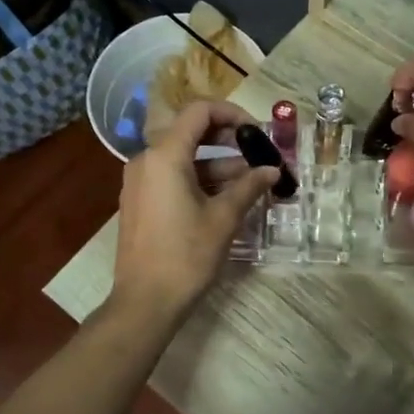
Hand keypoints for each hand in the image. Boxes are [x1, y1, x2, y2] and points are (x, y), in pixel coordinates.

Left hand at [111, 101, 277, 322]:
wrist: (145, 301)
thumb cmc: (186, 255)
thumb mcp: (224, 218)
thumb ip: (249, 186)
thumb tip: (273, 170)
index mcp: (164, 156)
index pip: (199, 112)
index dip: (232, 114)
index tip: (257, 131)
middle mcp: (146, 160)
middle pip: (191, 132)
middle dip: (228, 140)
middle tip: (259, 153)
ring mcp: (140, 182)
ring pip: (184, 158)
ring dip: (218, 165)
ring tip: (252, 181)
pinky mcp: (141, 202)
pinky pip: (173, 177)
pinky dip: (200, 180)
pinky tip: (227, 197)